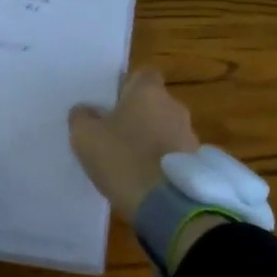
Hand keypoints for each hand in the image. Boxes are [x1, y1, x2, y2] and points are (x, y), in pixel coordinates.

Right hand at [68, 66, 199, 223]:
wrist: (165, 203)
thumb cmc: (122, 158)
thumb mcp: (85, 137)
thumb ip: (82, 117)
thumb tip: (86, 110)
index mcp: (148, 92)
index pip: (143, 74)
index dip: (127, 86)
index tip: (111, 103)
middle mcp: (174, 106)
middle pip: (154, 103)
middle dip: (138, 115)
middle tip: (114, 134)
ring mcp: (189, 134)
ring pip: (164, 128)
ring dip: (150, 139)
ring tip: (129, 161)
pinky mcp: (195, 162)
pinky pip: (172, 153)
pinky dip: (160, 160)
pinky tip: (143, 178)